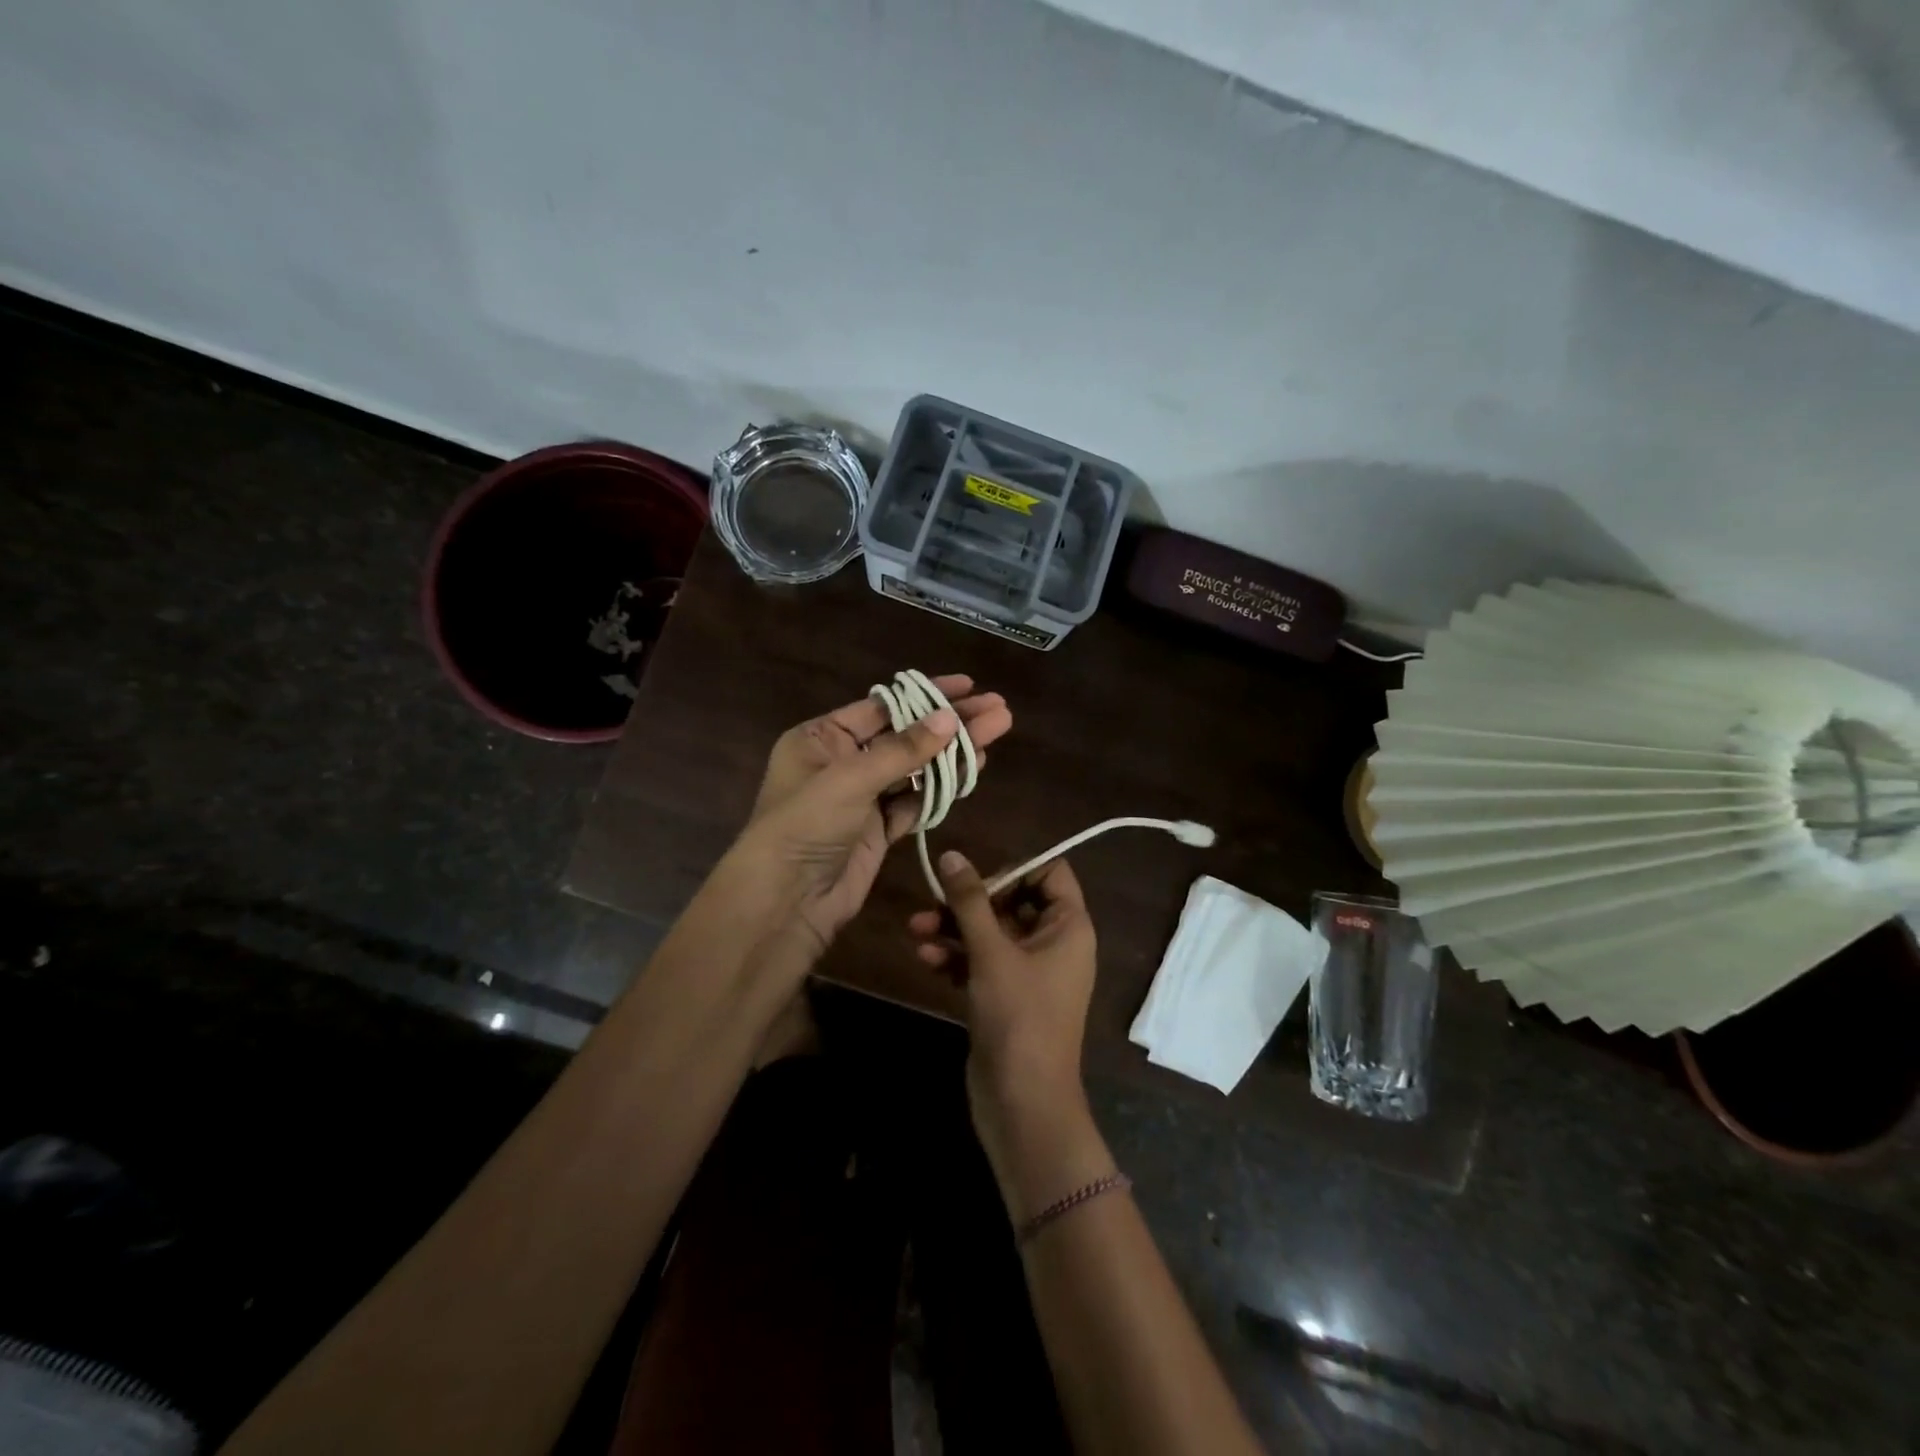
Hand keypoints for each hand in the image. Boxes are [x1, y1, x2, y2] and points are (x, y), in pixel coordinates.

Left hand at [739, 675, 1012, 960]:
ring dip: (953, 752)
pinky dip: (943, 786)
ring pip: (916, 768)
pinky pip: (917, 800)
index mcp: (822, 738)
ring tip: (997, 730)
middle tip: (997, 709)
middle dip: (950, 722)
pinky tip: (973, 768)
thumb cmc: (806, 825)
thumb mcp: (850, 779)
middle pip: (905, 735)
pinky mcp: (880, 829)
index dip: (926, 695)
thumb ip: (903, 750)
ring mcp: (863, 797)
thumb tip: (950, 718)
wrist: (786, 902)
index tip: (968, 685)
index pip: (882, 707)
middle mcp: (842, 762)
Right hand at [909, 853, 1101, 1199]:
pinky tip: (924, 958)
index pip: (1050, 873)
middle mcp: (1055, 943)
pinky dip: (956, 957)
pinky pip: (982, 962)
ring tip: (915, 929)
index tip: (976, 879)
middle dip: (970, 902)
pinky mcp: (1007, 996)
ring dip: (954, 929)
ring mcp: (1030, 972)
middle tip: (932, 903)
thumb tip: (952, 855)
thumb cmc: (1019, 1016)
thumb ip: (970, 901)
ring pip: (992, 933)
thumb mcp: (992, 952)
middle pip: (1013, 902)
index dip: (1013, 869)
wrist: (1022, 1102)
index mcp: (1069, 926)